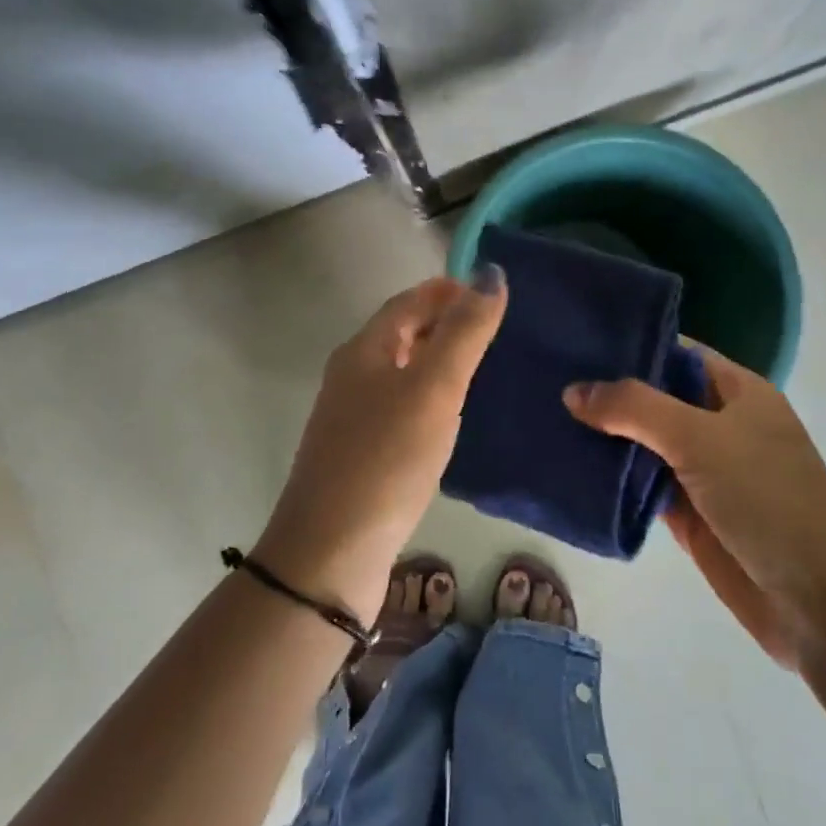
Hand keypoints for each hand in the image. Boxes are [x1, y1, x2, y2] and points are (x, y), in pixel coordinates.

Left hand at [258, 269, 506, 620]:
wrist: (331, 551)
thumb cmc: (387, 458)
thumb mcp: (433, 387)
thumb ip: (464, 332)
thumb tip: (491, 274)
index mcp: (364, 349)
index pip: (408, 301)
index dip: (448, 289)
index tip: (491, 292)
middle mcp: (352, 375)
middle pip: (401, 332)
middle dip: (444, 322)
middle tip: (494, 328)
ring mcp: (351, 417)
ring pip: (400, 370)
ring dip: (437, 359)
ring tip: (482, 367)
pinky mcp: (360, 453)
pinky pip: (400, 406)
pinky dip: (428, 396)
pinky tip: (451, 417)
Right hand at [563, 345, 825, 669]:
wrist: (817, 603)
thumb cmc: (768, 500)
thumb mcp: (702, 439)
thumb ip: (636, 409)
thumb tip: (573, 391)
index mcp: (737, 391)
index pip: (675, 352)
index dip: (629, 344)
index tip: (573, 341)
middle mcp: (718, 423)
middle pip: (654, 397)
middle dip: (607, 391)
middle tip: (544, 377)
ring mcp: (703, 470)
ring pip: (643, 442)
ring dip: (603, 436)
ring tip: (544, 416)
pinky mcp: (688, 512)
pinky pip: (640, 485)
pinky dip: (610, 478)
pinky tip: (568, 467)